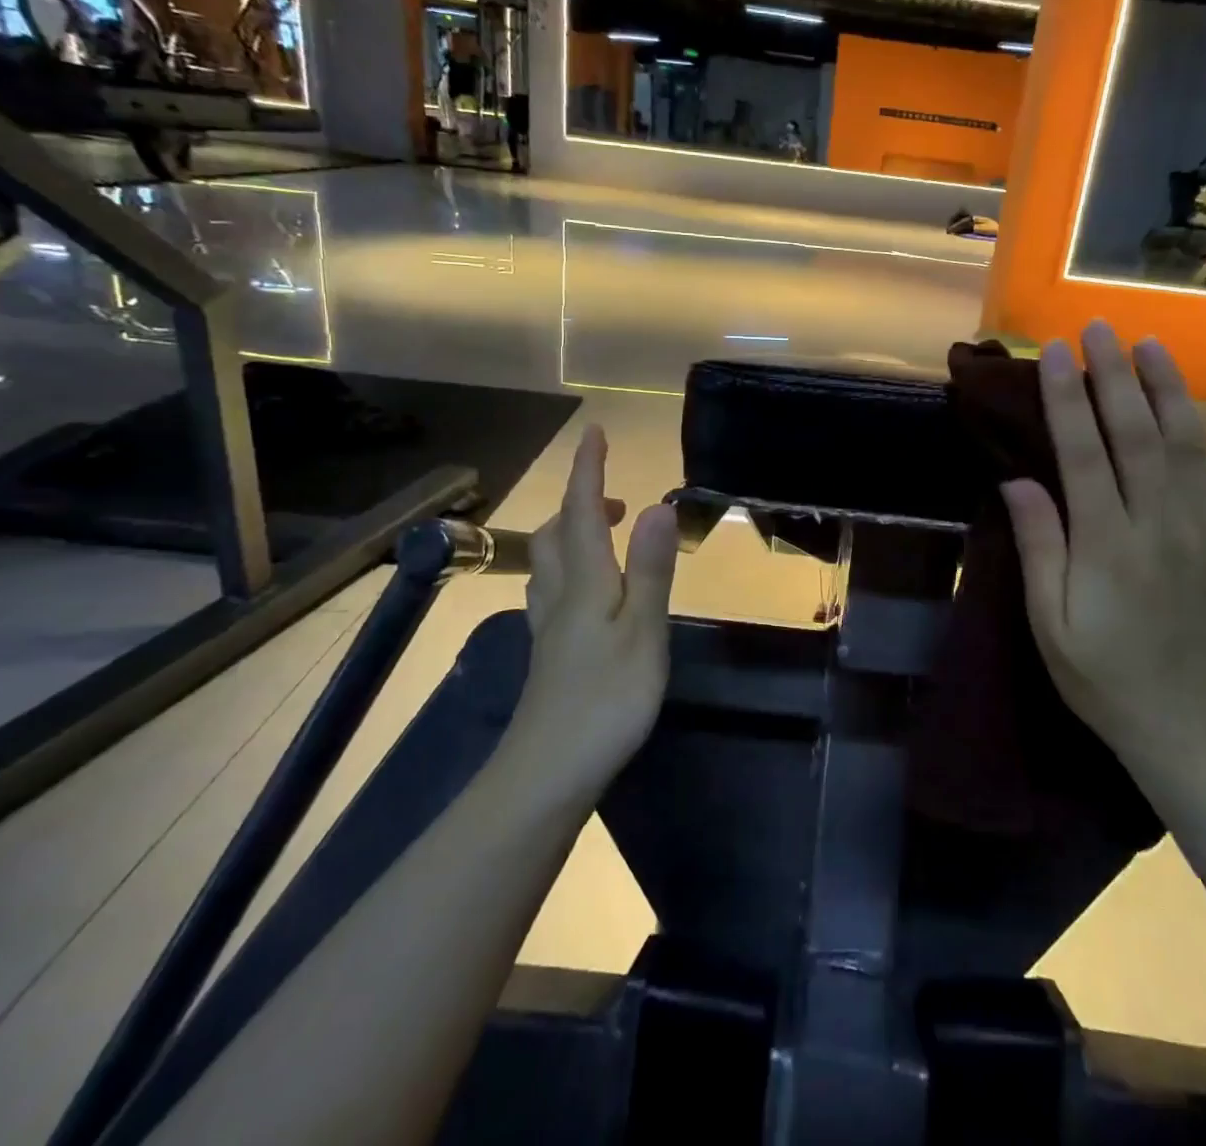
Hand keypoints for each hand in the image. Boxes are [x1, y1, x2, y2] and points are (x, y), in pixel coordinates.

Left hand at [517, 425, 678, 780]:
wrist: (548, 771)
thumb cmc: (606, 699)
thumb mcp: (643, 631)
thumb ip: (650, 569)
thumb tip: (657, 505)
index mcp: (585, 581)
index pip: (583, 512)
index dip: (588, 470)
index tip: (595, 432)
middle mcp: (559, 594)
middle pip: (558, 533)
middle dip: (581, 503)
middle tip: (616, 498)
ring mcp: (549, 626)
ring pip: (548, 563)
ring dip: (572, 533)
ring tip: (604, 534)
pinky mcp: (550, 653)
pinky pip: (552, 590)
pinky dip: (569, 569)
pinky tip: (584, 592)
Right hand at [1001, 322, 1205, 783]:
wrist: (1195, 729)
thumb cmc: (1103, 681)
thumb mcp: (1049, 626)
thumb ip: (1039, 547)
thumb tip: (1018, 479)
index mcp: (1108, 549)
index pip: (1084, 454)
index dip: (1067, 399)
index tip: (1054, 353)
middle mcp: (1159, 527)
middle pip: (1136, 434)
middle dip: (1114, 376)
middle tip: (1098, 328)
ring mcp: (1201, 530)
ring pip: (1181, 443)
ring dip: (1162, 388)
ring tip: (1147, 343)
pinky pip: (1205, 470)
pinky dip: (1190, 426)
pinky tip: (1176, 401)